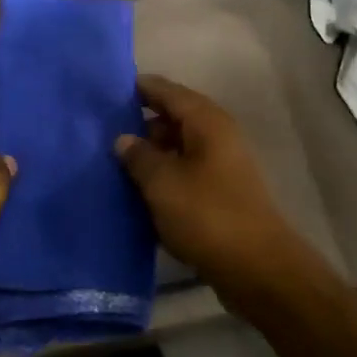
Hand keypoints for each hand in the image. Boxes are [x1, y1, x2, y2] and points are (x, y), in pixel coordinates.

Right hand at [115, 74, 308, 291]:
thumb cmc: (206, 215)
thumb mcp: (162, 182)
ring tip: (112, 163)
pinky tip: (137, 191)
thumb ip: (138, 156)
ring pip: (178, 148)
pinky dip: (163, 176)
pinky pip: (184, 173)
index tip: (104, 92)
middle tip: (100, 132)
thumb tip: (124, 139)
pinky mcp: (220, 193)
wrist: (256, 268)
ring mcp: (221, 165)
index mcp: (206, 122)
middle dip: (139, 123)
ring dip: (150, 154)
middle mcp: (217, 136)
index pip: (166, 91)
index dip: (138, 88)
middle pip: (173, 117)